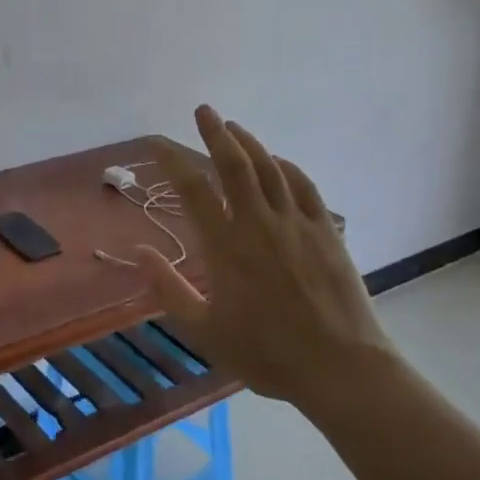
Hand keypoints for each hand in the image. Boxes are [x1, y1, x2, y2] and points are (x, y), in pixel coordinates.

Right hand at [138, 106, 400, 427]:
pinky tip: (278, 160)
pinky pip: (304, 186)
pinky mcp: (326, 231)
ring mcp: (295, 224)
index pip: (193, 190)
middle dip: (215, 133)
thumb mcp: (205, 331)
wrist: (341, 369)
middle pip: (234, 165)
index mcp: (226, 246)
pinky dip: (287, 167)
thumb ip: (168, 289)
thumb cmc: (267, 353)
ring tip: (233, 127)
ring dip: (249, 143)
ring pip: (269, 169)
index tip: (157, 143)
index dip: (172, 161)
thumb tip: (138, 252)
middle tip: (203, 110)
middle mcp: (258, 223)